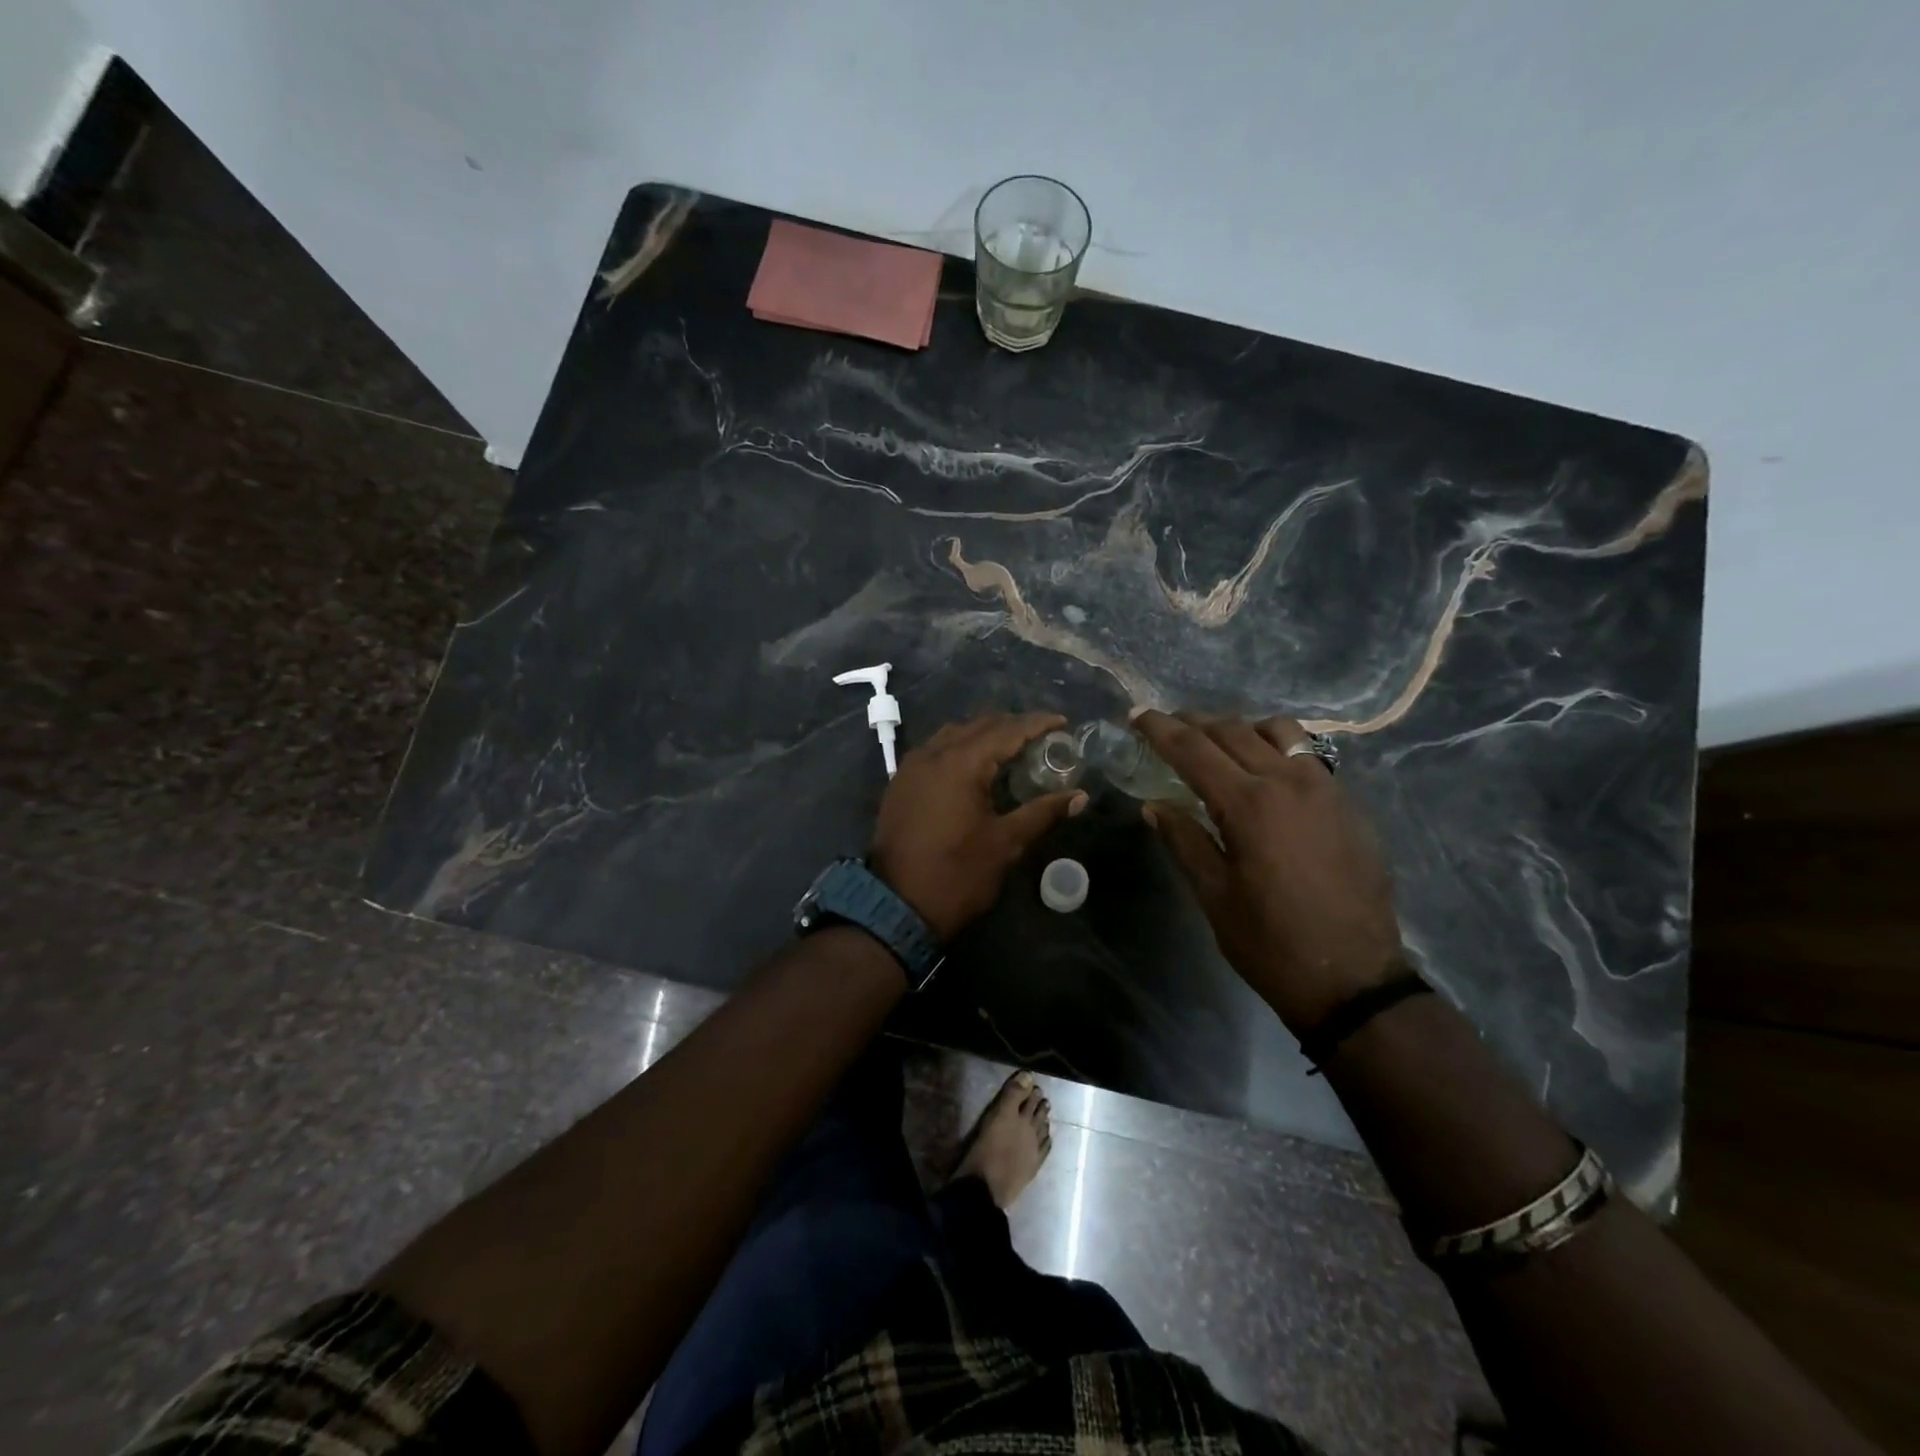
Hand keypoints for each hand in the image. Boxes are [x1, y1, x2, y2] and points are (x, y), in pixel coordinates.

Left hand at [870, 712, 1087, 940]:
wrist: (897, 906)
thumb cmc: (957, 874)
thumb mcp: (1005, 844)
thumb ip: (1042, 813)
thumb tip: (1079, 797)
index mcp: (961, 763)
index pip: (1006, 730)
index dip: (1036, 723)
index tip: (1062, 722)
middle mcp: (933, 754)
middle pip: (978, 725)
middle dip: (1011, 726)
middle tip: (1041, 736)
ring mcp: (911, 767)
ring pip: (953, 734)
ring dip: (983, 735)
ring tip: (1011, 748)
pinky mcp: (900, 783)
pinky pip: (934, 750)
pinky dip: (959, 748)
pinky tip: (975, 766)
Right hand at [1133, 711, 1403, 1032]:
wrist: (1354, 979)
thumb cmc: (1270, 942)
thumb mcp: (1214, 894)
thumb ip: (1184, 839)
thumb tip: (1154, 805)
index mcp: (1249, 804)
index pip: (1193, 749)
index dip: (1160, 729)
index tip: (1136, 715)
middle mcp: (1288, 782)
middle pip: (1232, 730)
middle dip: (1194, 723)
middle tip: (1167, 727)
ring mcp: (1325, 788)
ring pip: (1277, 732)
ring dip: (1240, 729)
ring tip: (1218, 745)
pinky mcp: (1348, 803)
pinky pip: (1306, 755)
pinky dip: (1275, 748)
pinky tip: (1264, 772)